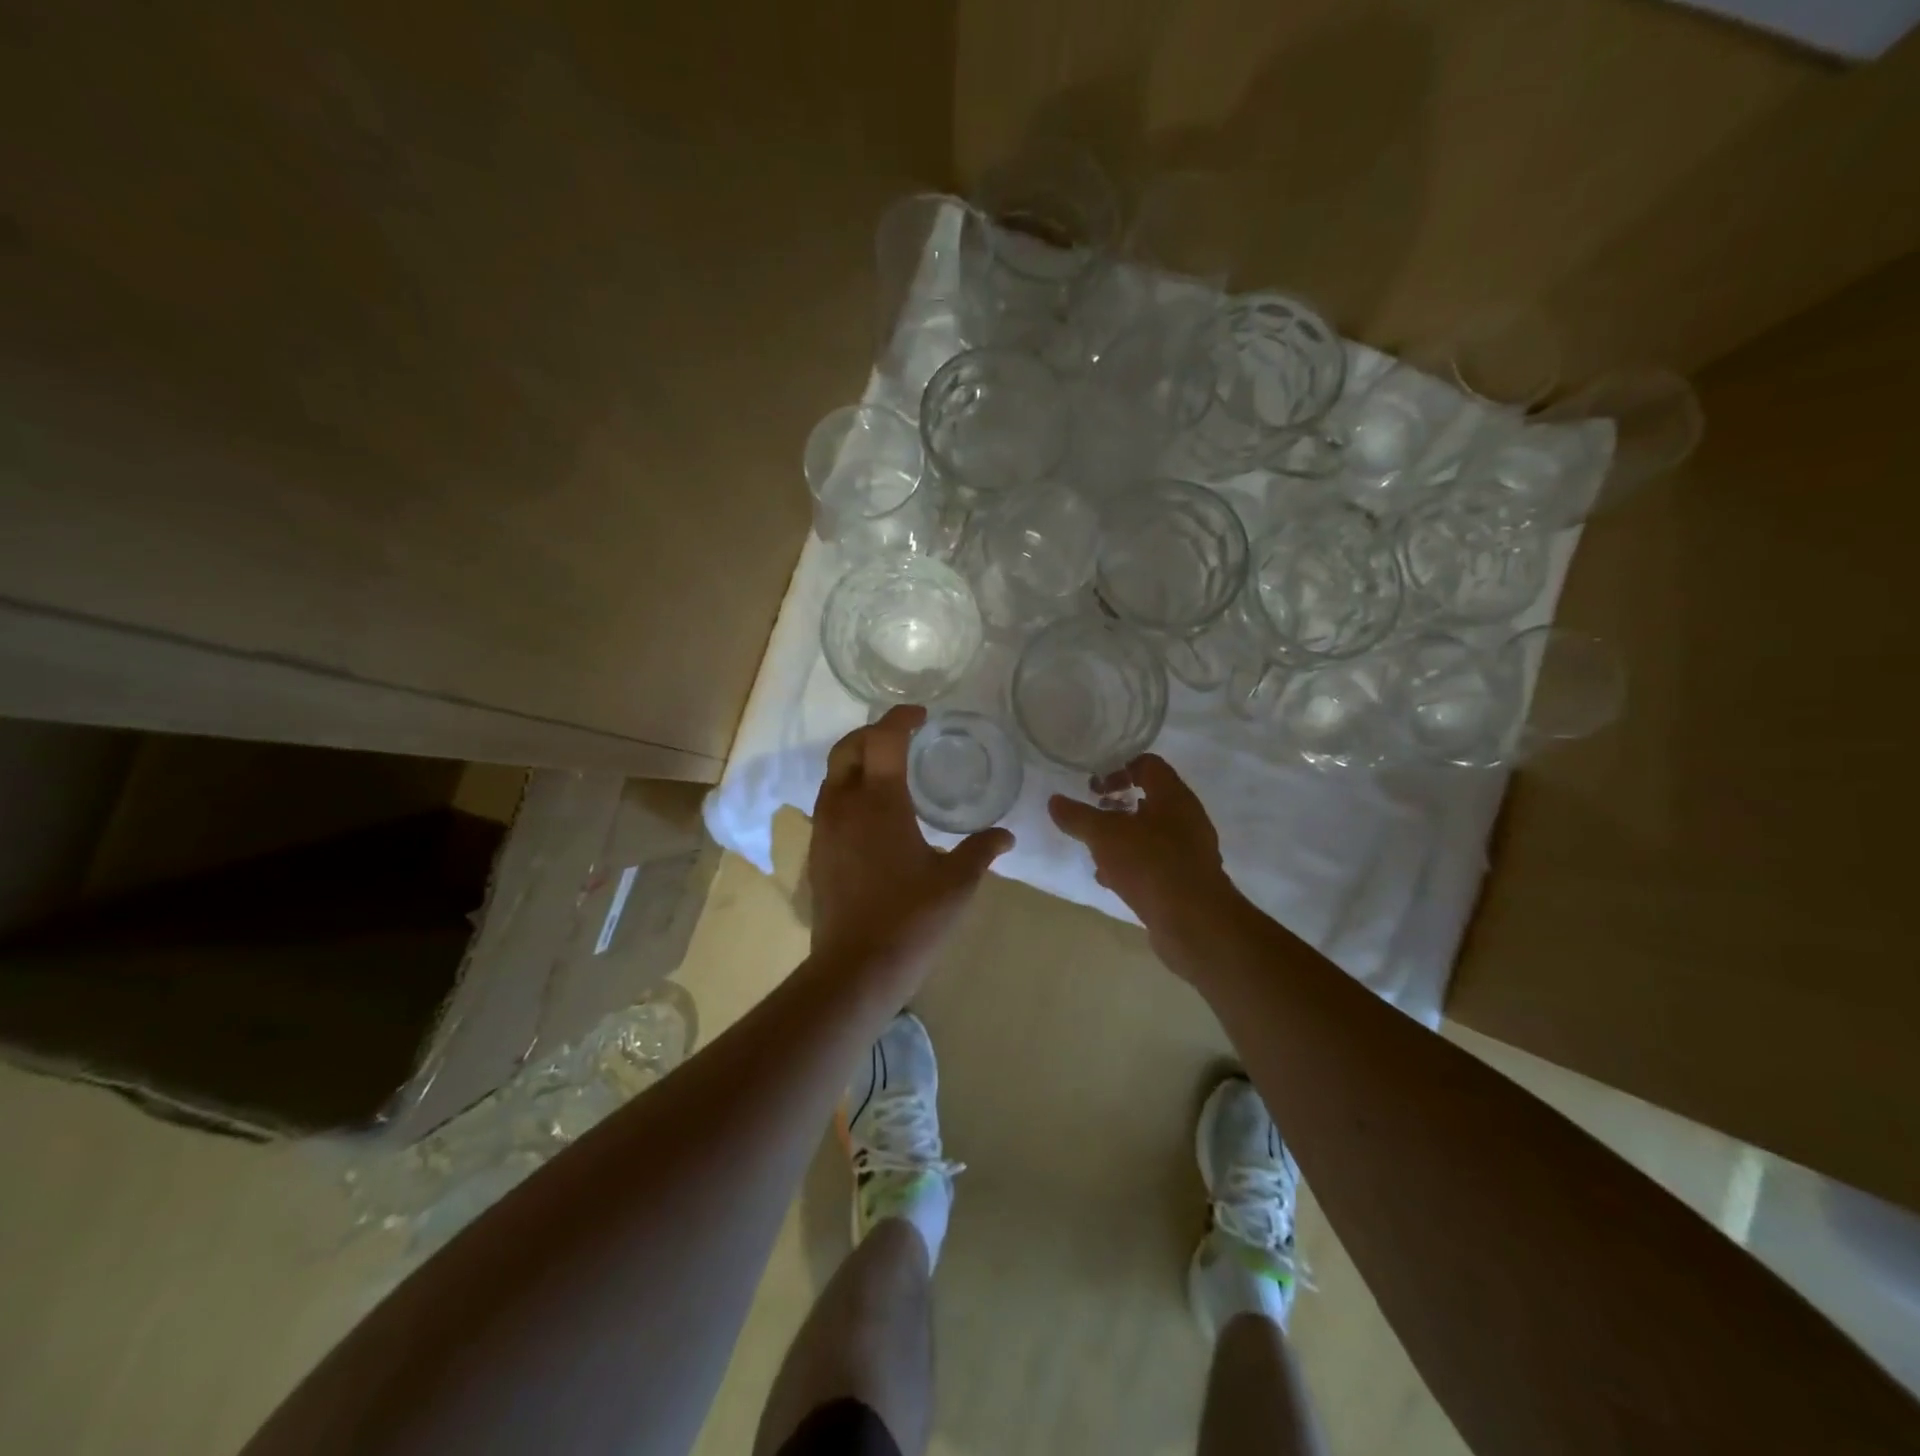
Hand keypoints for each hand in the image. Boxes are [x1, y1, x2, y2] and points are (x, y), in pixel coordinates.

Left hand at [809, 706, 1013, 980]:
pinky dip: (849, 789)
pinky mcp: (817, 851)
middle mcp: (844, 805)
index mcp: (879, 802)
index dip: (900, 719)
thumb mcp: (957, 882)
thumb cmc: (912, 919)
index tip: (921, 717)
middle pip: (847, 748)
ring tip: (888, 769)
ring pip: (832, 775)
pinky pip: (829, 802)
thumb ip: (981, 851)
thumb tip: (1006, 836)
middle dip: (872, 733)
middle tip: (902, 737)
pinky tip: (873, 812)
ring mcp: (825, 828)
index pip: (882, 739)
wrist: (856, 968)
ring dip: (857, 760)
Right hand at [1048, 753, 1242, 967]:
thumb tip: (1054, 801)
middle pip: (1150, 798)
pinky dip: (1132, 864)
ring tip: (1096, 848)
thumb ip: (1078, 816)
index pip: (1148, 764)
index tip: (1093, 785)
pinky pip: (1155, 862)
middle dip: (1118, 805)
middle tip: (1093, 813)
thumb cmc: (1150, 864)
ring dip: (1123, 837)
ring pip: (1151, 833)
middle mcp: (1186, 817)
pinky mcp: (1186, 879)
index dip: (1118, 768)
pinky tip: (1110, 878)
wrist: (1194, 922)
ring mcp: (1190, 850)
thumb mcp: (1104, 835)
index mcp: (1173, 795)